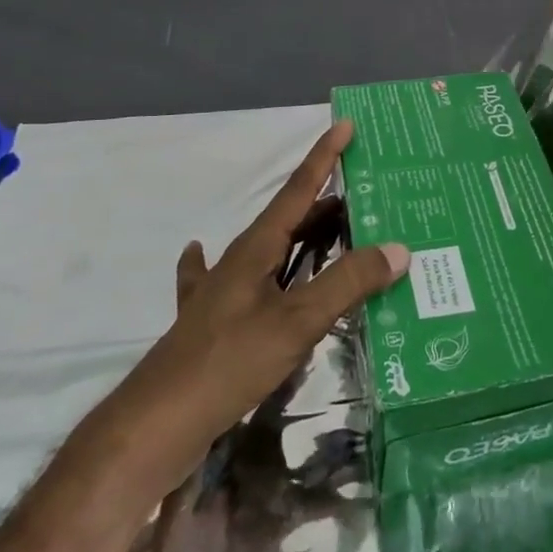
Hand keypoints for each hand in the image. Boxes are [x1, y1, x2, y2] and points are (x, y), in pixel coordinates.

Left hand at [121, 120, 406, 444]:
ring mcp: (220, 291)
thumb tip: (398, 248)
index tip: (345, 126)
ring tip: (329, 229)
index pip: (298, 190)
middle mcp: (238, 260)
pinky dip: (234, 266)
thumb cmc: (228, 362)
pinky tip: (202, 255)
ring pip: (267, 248)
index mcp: (257, 248)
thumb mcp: (296, 322)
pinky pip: (231, 281)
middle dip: (324, 202)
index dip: (323, 158)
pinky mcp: (211, 322)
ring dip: (298, 234)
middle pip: (287, 218)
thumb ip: (347, 284)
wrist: (154, 425)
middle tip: (364, 195)